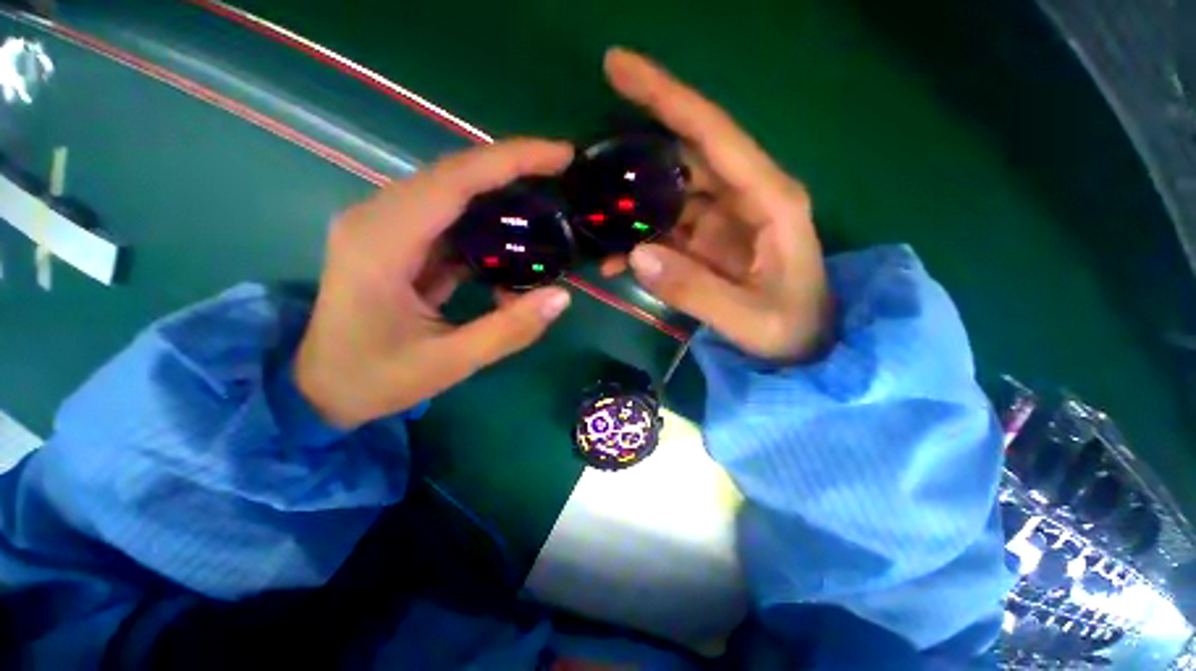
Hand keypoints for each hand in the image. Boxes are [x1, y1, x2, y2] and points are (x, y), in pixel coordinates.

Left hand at [295, 140, 574, 428]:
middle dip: (512, 168)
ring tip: (544, 201)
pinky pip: (447, 217)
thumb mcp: (450, 363)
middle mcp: (378, 219)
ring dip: (500, 192)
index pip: (454, 181)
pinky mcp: (397, 240)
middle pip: (454, 174)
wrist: (321, 387)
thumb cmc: (376, 378)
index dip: (510, 160)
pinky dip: (484, 221)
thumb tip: (561, 296)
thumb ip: (508, 330)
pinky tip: (512, 237)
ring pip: (452, 191)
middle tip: (562, 173)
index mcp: (382, 243)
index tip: (560, 155)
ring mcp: (385, 226)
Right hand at [602, 48, 832, 362]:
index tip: (617, 66)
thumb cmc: (791, 331)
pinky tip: (615, 260)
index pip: (712, 134)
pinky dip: (639, 239)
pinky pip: (667, 229)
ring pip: (669, 194)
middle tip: (586, 156)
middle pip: (684, 155)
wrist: (805, 347)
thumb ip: (695, 291)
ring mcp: (724, 220)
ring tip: (592, 222)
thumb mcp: (748, 319)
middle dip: (636, 149)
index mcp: (769, 201)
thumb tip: (635, 254)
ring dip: (631, 207)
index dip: (666, 96)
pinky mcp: (708, 241)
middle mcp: (745, 198)